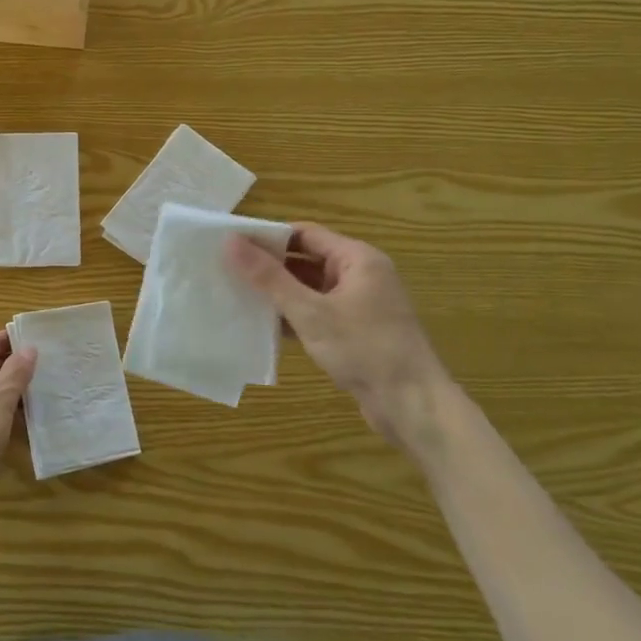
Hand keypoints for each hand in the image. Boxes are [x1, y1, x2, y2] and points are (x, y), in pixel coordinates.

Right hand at [226, 224, 453, 451]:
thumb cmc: (364, 349)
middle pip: (306, 259)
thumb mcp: (310, 312)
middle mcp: (361, 275)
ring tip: (237, 295)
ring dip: (279, 293)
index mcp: (357, 259)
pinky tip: (262, 326)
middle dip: (270, 266)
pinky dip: (293, 316)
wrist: (413, 406)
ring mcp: (359, 305)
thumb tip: (231, 242)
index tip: (232, 245)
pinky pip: (317, 312)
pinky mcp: (355, 331)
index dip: (268, 237)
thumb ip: (269, 277)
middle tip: (227, 270)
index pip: (304, 233)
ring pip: (310, 288)